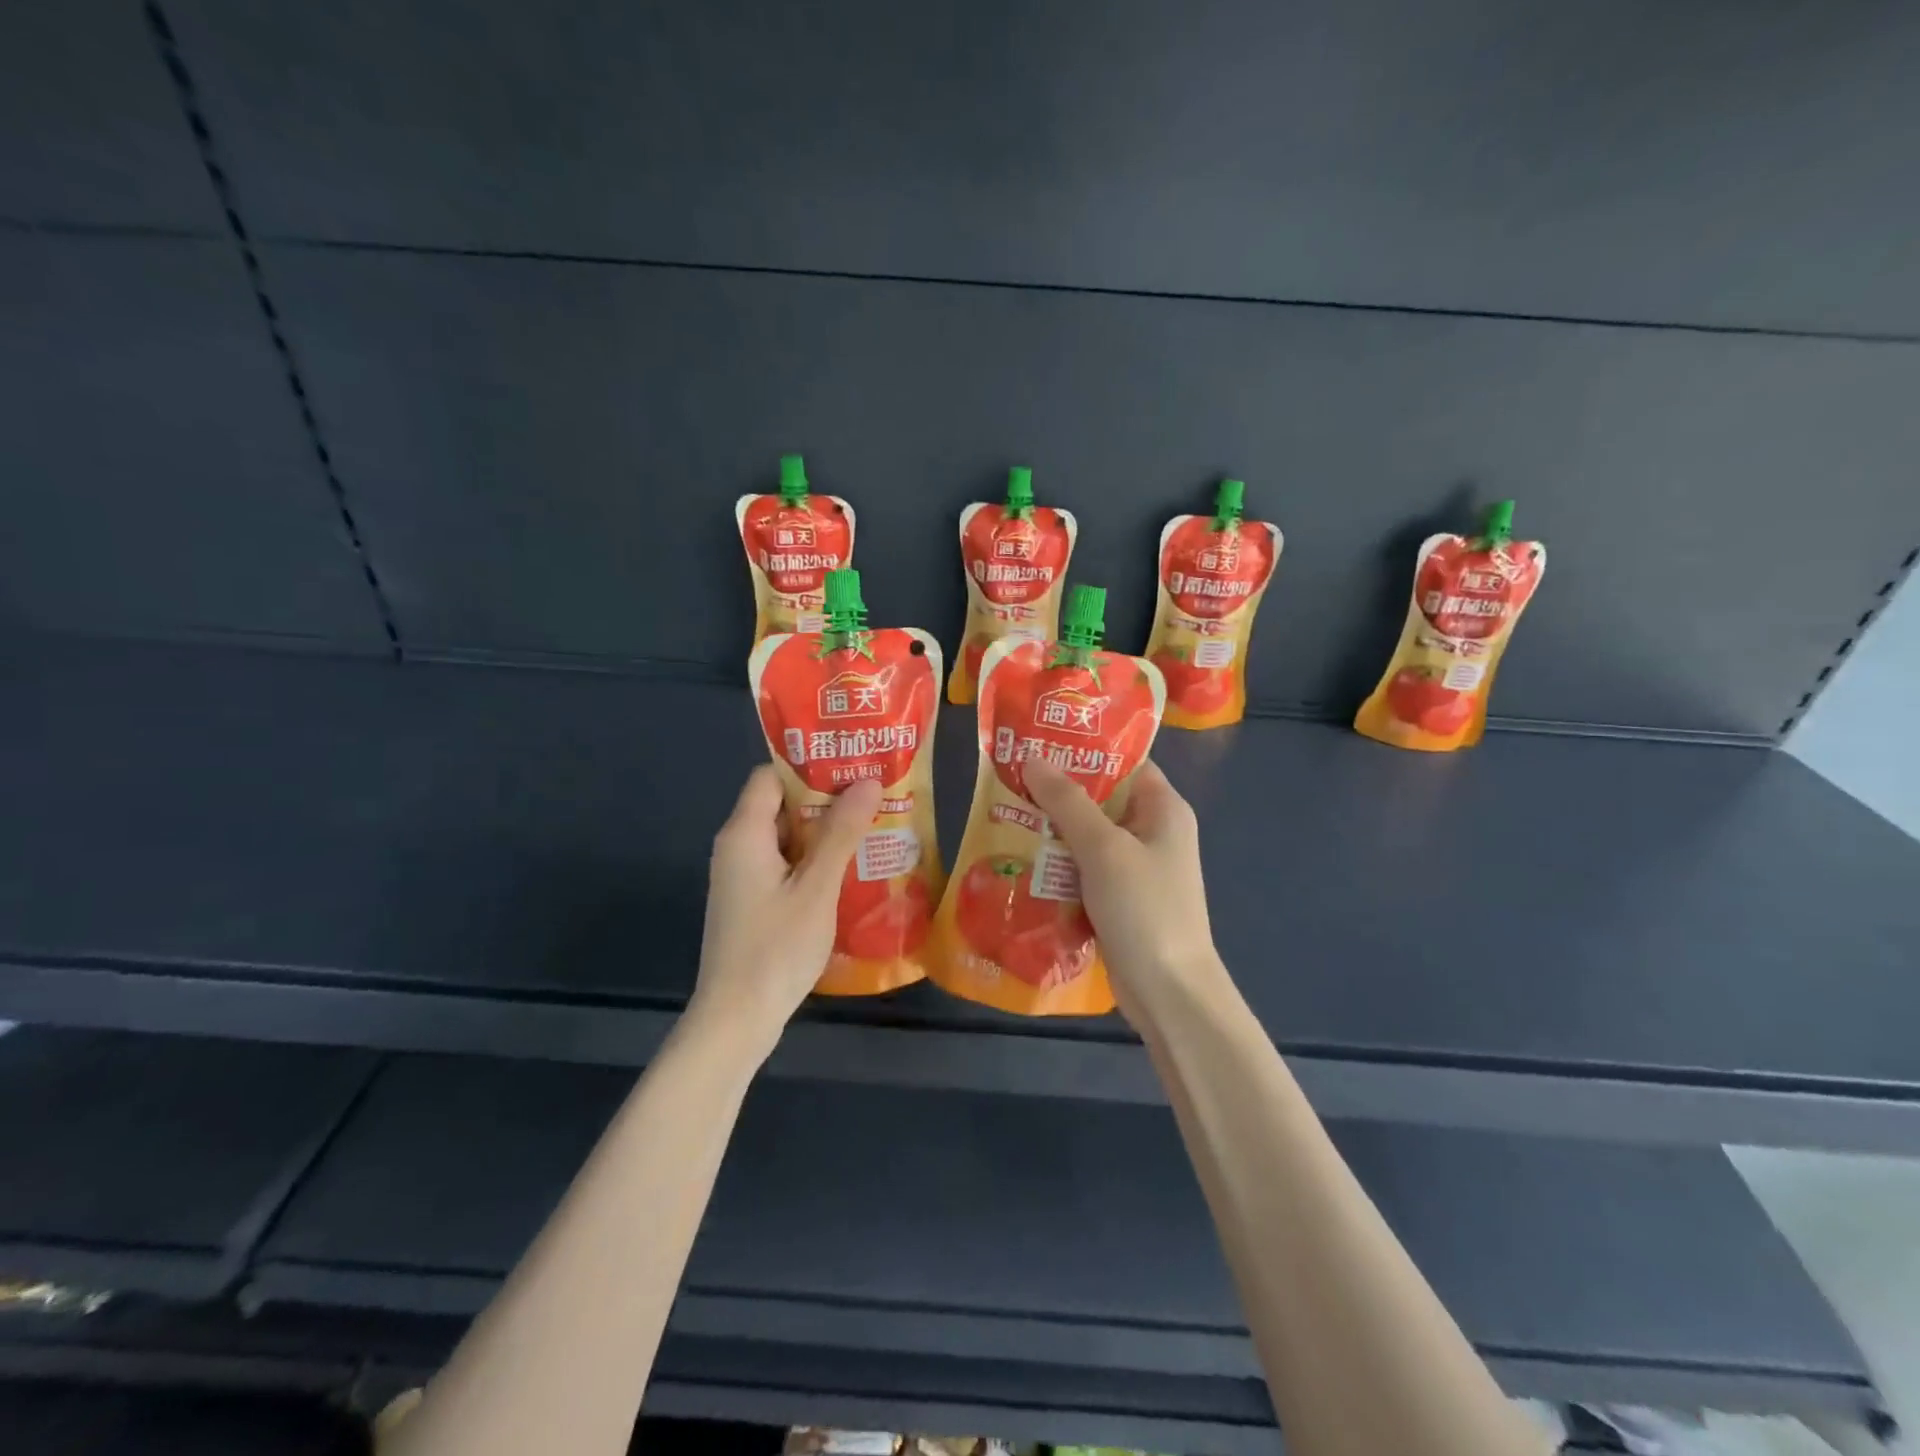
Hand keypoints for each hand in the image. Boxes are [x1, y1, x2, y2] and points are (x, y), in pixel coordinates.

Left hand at [690, 766, 882, 1057]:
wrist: (736, 1019)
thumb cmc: (775, 948)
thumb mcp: (816, 887)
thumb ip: (841, 833)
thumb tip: (869, 781)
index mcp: (745, 833)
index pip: (771, 776)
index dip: (810, 766)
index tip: (853, 764)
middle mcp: (737, 847)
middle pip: (781, 804)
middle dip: (827, 798)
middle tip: (875, 794)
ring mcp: (743, 877)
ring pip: (787, 837)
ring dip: (825, 831)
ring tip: (873, 825)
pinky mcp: (752, 901)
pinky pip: (785, 864)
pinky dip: (814, 860)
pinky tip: (851, 868)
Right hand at [1024, 758, 1227, 1022]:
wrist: (1168, 992)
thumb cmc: (1144, 908)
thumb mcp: (1103, 848)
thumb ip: (1067, 801)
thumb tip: (1033, 755)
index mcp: (1163, 808)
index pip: (1124, 762)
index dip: (1083, 748)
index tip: (1038, 739)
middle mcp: (1152, 831)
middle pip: (1101, 797)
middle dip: (1057, 790)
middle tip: (1010, 776)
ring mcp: (1136, 867)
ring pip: (1087, 835)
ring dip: (1052, 829)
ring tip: (1004, 811)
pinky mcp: (1118, 897)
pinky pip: (1084, 867)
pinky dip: (1058, 862)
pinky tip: (1021, 857)